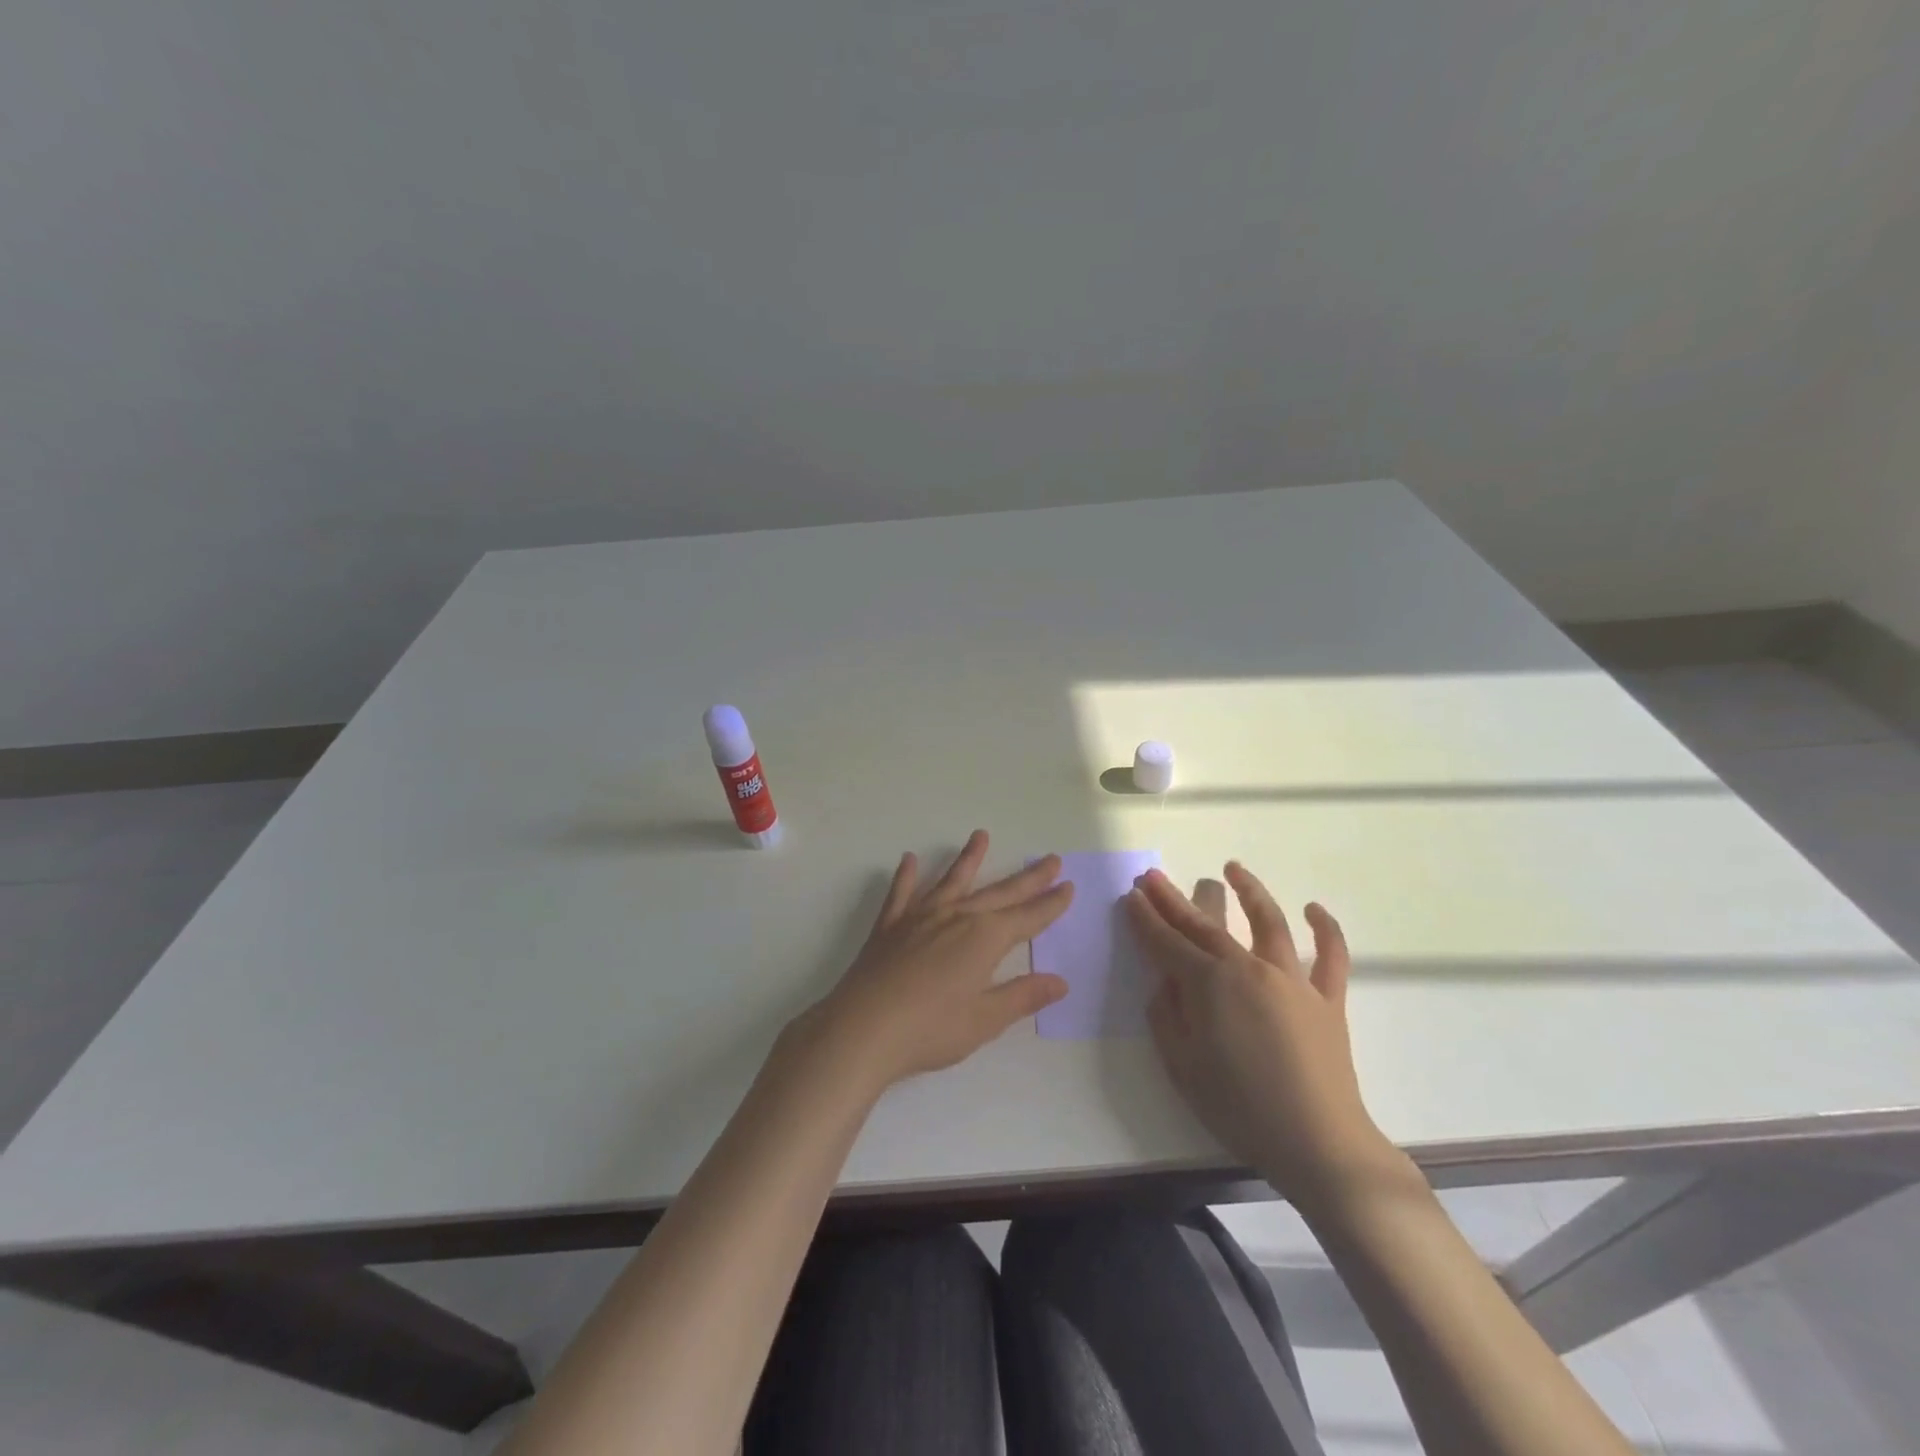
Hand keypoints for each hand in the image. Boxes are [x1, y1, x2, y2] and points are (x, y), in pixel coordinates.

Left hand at [791, 830, 1074, 1096]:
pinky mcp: (889, 926)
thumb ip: (1022, 996)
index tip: (1068, 886)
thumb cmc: (930, 1030)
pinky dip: (907, 876)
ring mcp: (920, 917)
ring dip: (968, 859)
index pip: (1027, 918)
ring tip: (981, 835)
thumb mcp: (984, 1020)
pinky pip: (901, 894)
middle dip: (1027, 878)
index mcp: (984, 939)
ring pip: (951, 881)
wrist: (863, 1028)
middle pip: (999, 893)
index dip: (1050, 905)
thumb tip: (1060, 981)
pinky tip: (909, 860)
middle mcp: (956, 917)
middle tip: (1050, 859)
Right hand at [1128, 863, 1402, 1213]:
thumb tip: (1166, 984)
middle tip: (1153, 876)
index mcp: (1209, 985)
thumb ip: (1167, 1017)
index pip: (1167, 943)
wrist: (1318, 1143)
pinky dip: (1325, 929)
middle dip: (1174, 900)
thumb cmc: (1240, 1108)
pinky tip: (1314, 908)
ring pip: (1269, 923)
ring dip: (1249, 891)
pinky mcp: (1326, 999)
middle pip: (1204, 925)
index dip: (1146, 919)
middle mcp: (1248, 969)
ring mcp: (1292, 980)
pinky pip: (1331, 956)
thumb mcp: (1182, 1067)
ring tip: (1232, 868)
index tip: (1131, 896)